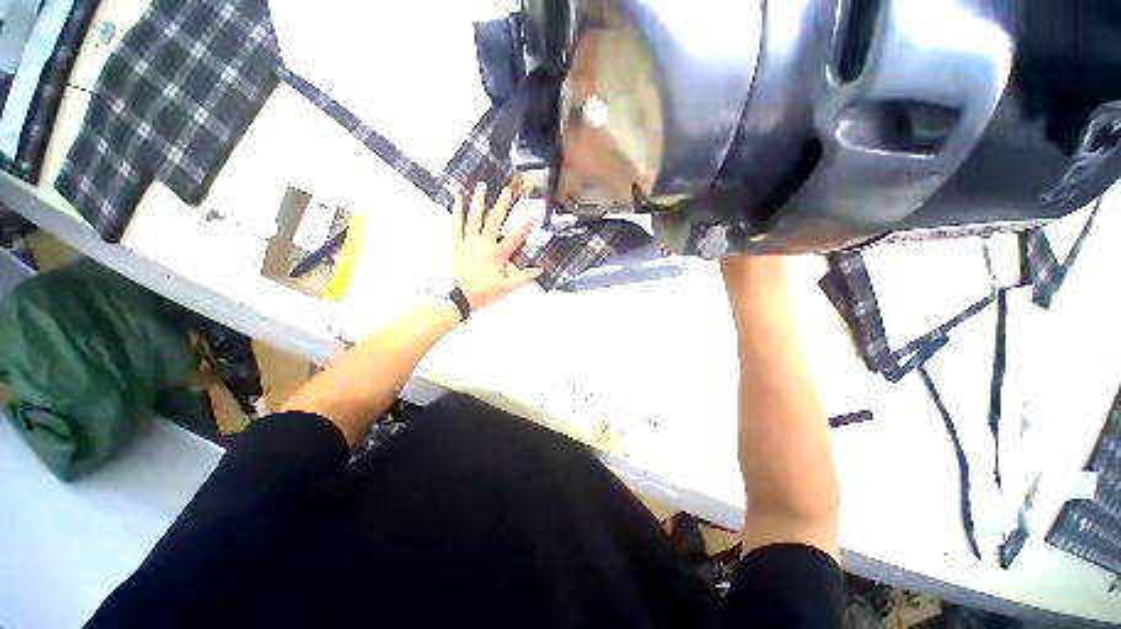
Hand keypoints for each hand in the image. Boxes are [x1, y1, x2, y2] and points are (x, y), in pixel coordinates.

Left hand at [450, 182, 543, 310]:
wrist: (457, 297)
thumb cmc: (482, 292)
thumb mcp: (506, 288)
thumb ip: (523, 278)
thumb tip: (539, 270)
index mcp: (497, 254)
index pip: (515, 237)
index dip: (526, 224)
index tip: (534, 213)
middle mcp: (483, 244)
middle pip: (494, 221)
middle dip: (502, 204)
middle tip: (507, 190)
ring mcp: (468, 241)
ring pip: (475, 218)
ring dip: (479, 200)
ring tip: (483, 185)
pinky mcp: (456, 243)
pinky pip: (456, 223)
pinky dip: (457, 210)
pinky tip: (459, 197)